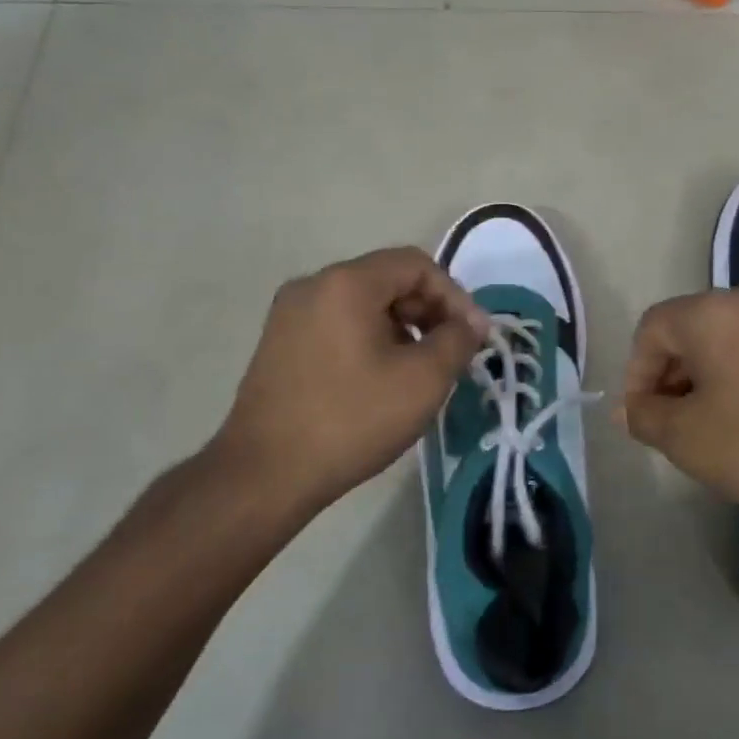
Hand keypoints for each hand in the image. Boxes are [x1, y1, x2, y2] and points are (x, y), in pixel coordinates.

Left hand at [208, 247, 488, 528]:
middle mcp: (312, 286)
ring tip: (419, 371)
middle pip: (388, 280)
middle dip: (429, 312)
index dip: (455, 296)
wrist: (265, 474)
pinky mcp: (279, 343)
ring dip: (402, 328)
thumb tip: (471, 323)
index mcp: (346, 283)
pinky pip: (338, 325)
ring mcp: (289, 315)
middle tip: (452, 353)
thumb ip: (457, 341)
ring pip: (363, 304)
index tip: (473, 337)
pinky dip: (370, 340)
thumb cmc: (352, 420)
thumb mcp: (423, 380)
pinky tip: (381, 380)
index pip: (416, 265)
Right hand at [620, 283, 738, 522]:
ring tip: (716, 428)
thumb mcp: (690, 439)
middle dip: (673, 379)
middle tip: (678, 427)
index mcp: (710, 311)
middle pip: (688, 331)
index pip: (650, 330)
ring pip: (726, 341)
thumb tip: (630, 407)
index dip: (638, 375)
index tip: (647, 420)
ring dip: (708, 380)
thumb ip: (646, 417)